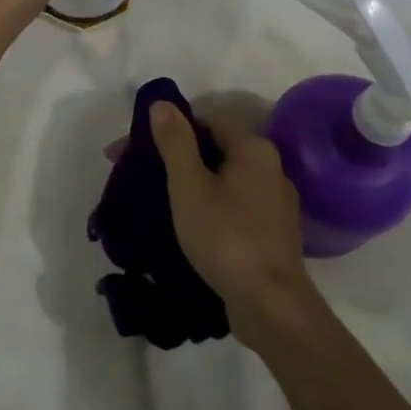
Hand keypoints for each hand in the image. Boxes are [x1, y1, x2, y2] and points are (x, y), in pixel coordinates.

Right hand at [151, 104, 319, 351]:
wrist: (271, 306)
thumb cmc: (226, 236)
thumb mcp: (190, 185)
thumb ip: (175, 141)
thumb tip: (162, 103)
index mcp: (254, 148)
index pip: (208, 119)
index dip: (169, 127)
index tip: (135, 149)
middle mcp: (271, 167)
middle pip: (216, 148)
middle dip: (176, 156)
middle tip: (138, 174)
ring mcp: (275, 202)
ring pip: (225, 179)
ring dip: (192, 183)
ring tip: (158, 201)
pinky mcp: (273, 233)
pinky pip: (234, 205)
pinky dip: (210, 206)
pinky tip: (189, 225)